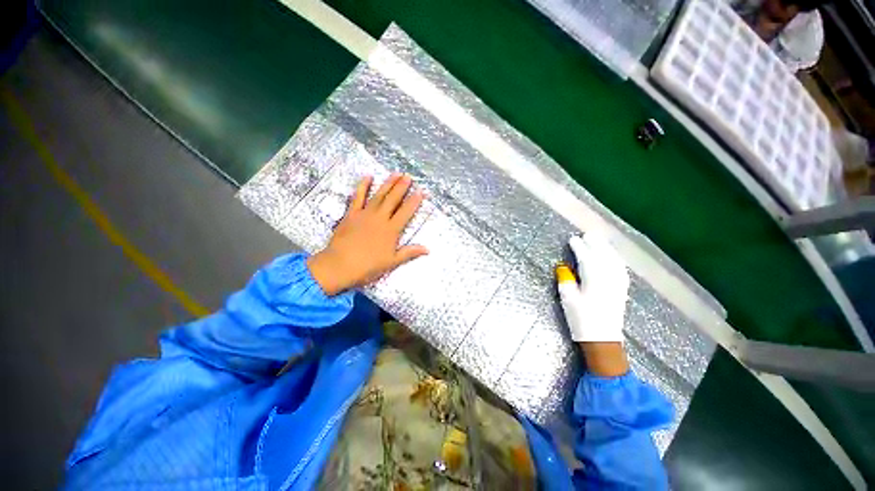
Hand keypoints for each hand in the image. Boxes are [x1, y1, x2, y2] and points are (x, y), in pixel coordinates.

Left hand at [307, 173, 428, 295]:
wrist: (340, 265)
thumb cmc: (368, 266)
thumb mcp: (392, 262)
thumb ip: (409, 253)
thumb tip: (427, 249)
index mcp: (391, 230)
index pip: (406, 212)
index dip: (414, 201)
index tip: (421, 191)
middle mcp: (380, 218)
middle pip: (393, 199)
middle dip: (402, 187)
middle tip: (408, 176)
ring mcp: (365, 214)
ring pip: (379, 195)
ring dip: (388, 183)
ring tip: (395, 173)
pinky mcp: (351, 214)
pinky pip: (357, 197)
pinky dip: (362, 186)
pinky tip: (367, 177)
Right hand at [556, 233, 629, 376]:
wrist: (603, 340)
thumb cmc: (581, 319)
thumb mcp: (568, 299)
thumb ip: (566, 280)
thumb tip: (564, 266)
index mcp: (593, 279)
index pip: (586, 258)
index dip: (579, 247)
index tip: (572, 239)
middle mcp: (608, 278)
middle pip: (603, 256)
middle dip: (595, 244)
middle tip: (588, 234)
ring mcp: (618, 283)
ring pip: (613, 260)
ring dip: (606, 249)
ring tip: (599, 241)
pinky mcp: (622, 289)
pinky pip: (620, 268)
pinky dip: (615, 259)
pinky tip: (613, 257)